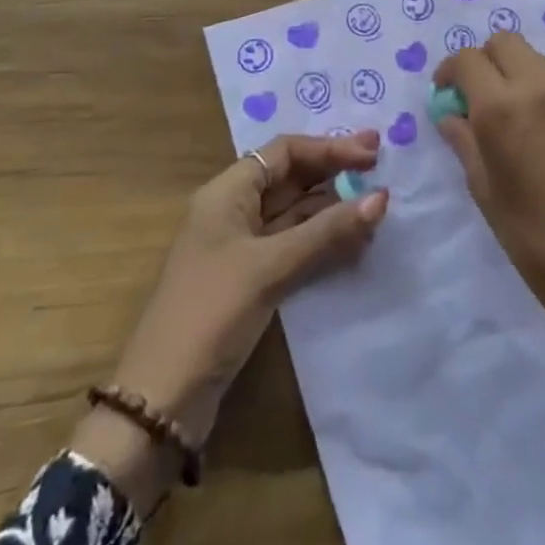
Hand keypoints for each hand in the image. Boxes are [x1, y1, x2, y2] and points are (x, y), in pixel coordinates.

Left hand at [73, 131, 388, 506]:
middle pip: (291, 178)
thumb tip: (381, 197)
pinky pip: (294, 245)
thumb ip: (327, 231)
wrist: (163, 396)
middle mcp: (234, 210)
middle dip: (334, 171)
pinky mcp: (251, 279)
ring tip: (377, 204)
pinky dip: (323, 240)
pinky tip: (354, 241)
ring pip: (295, 213)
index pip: (284, 152)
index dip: (329, 148)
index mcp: (228, 192)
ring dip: (333, 207)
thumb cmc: (212, 312)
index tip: (372, 151)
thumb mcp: (270, 266)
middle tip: (382, 165)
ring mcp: (242, 246)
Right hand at [434, 34, 544, 425]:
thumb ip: (465, 143)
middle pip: (505, 42)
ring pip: (538, 61)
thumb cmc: (538, 243)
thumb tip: (451, 115)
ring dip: (517, 76)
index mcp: (504, 110)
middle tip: (479, 98)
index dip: (450, 72)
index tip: (447, 94)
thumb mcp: (487, 193)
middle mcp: (543, 89)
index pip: (467, 59)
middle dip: (484, 61)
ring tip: (517, 119)